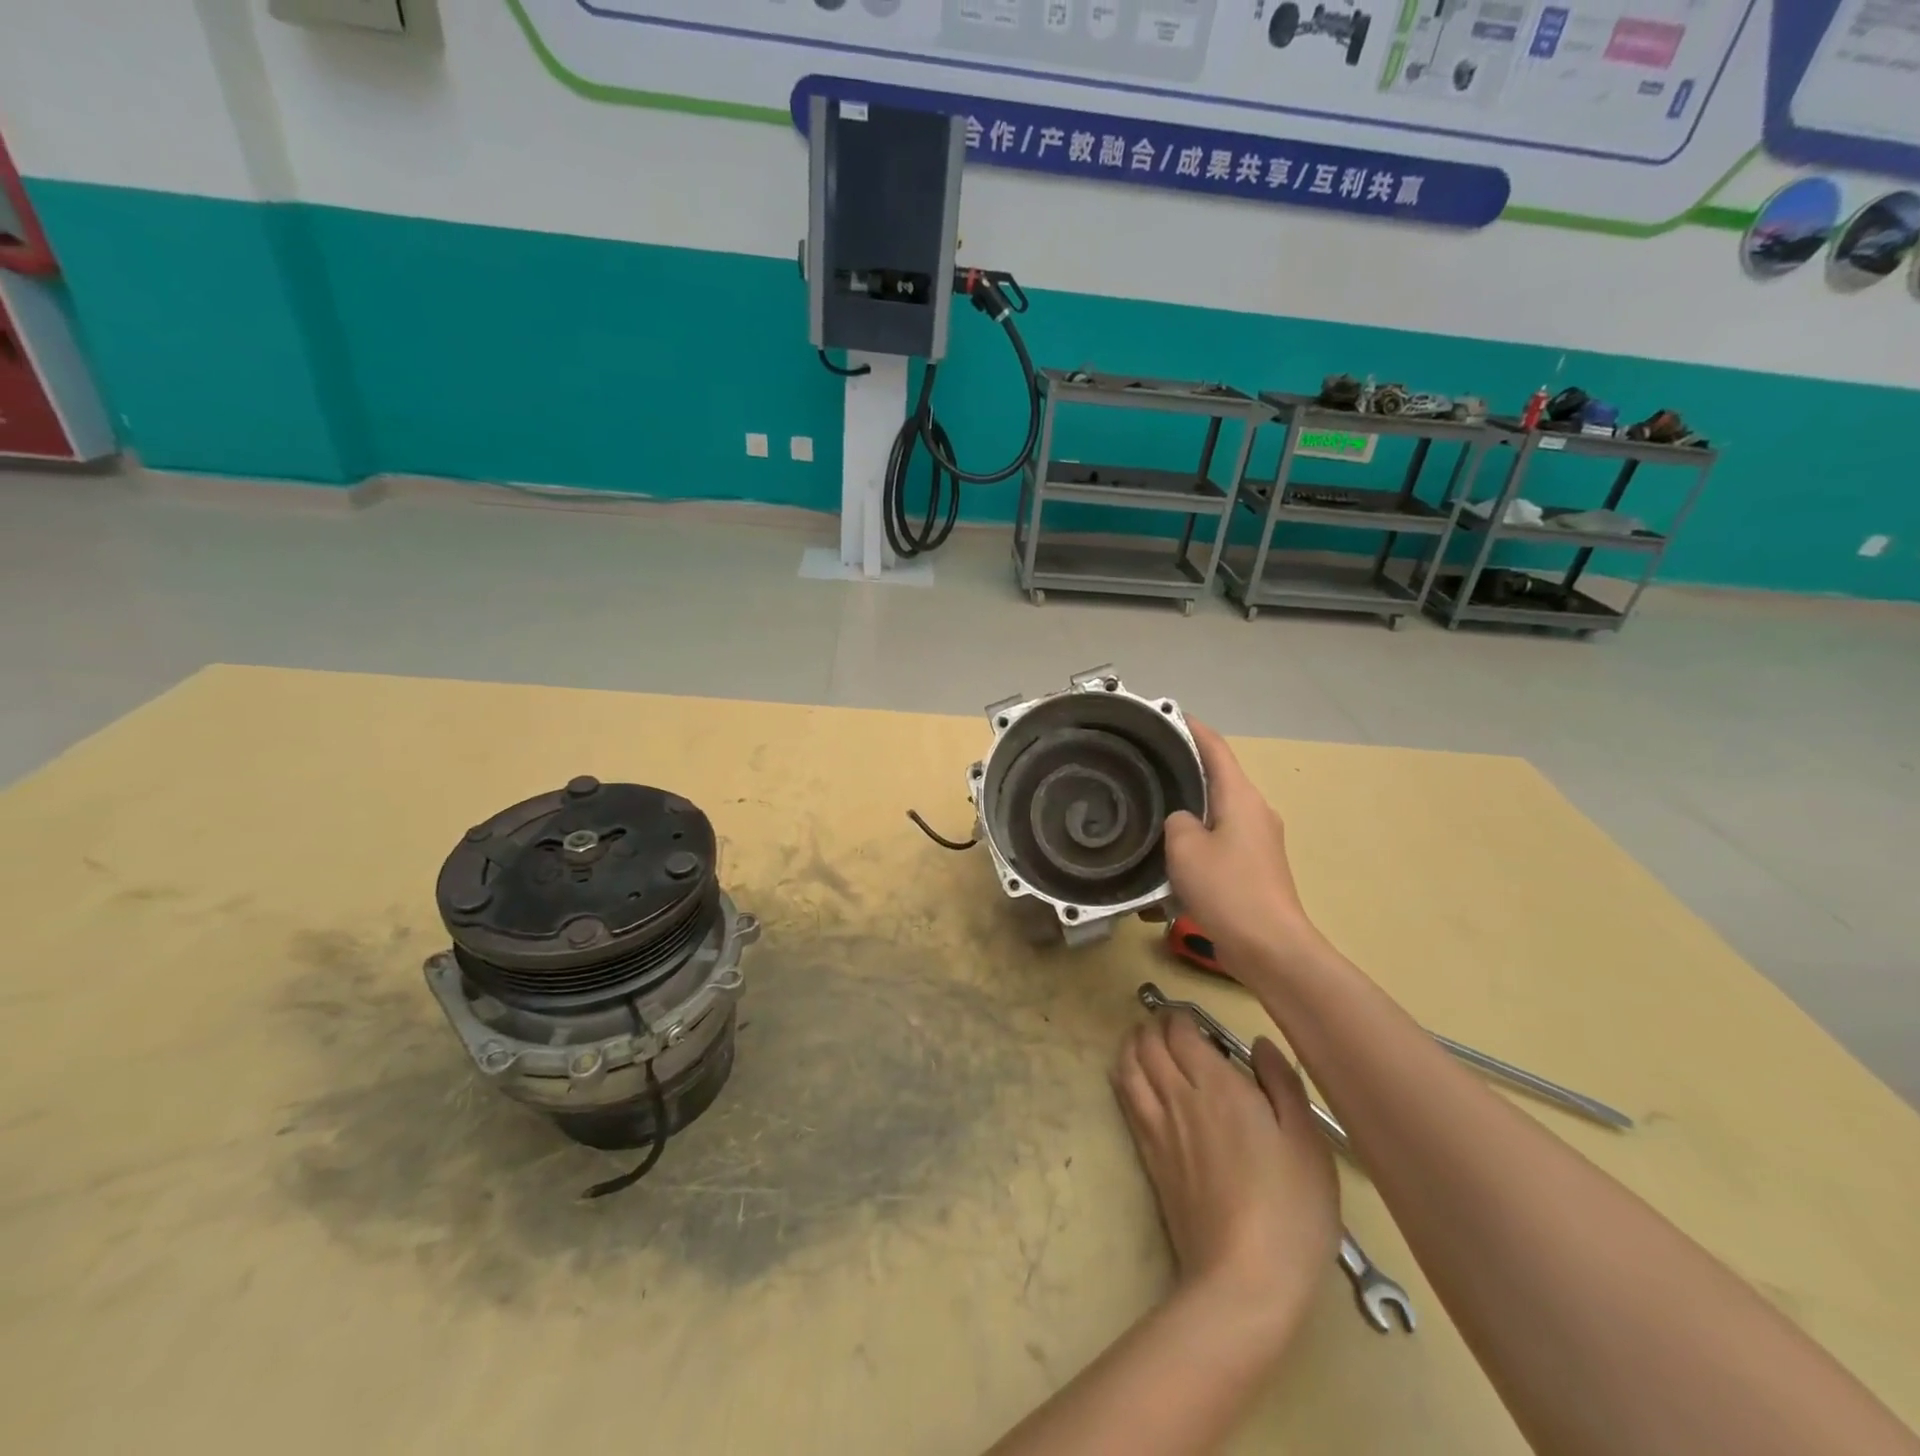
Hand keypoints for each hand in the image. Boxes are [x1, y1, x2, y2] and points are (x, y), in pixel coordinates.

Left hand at [1111, 1012, 1339, 1340]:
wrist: (1243, 1277)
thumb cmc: (1289, 1207)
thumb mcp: (1306, 1141)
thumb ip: (1281, 1083)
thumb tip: (1259, 1042)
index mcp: (1217, 1085)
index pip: (1181, 1032)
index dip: (1180, 1016)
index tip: (1190, 1015)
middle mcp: (1178, 1096)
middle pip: (1149, 1044)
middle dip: (1153, 1024)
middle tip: (1166, 1021)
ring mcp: (1157, 1126)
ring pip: (1129, 1066)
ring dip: (1132, 1044)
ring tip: (1142, 1038)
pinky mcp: (1147, 1155)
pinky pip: (1125, 1099)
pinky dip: (1123, 1075)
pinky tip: (1129, 1076)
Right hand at [1165, 720, 1320, 967]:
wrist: (1270, 948)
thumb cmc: (1228, 889)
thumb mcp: (1185, 848)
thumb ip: (1177, 822)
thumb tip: (1183, 822)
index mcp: (1241, 797)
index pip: (1215, 749)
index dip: (1192, 728)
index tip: (1167, 715)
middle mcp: (1255, 812)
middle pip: (1217, 780)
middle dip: (1184, 771)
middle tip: (1146, 767)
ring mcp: (1259, 841)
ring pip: (1216, 814)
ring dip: (1188, 812)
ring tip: (1151, 814)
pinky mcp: (1255, 868)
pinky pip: (1220, 842)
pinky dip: (1196, 843)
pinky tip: (1170, 860)